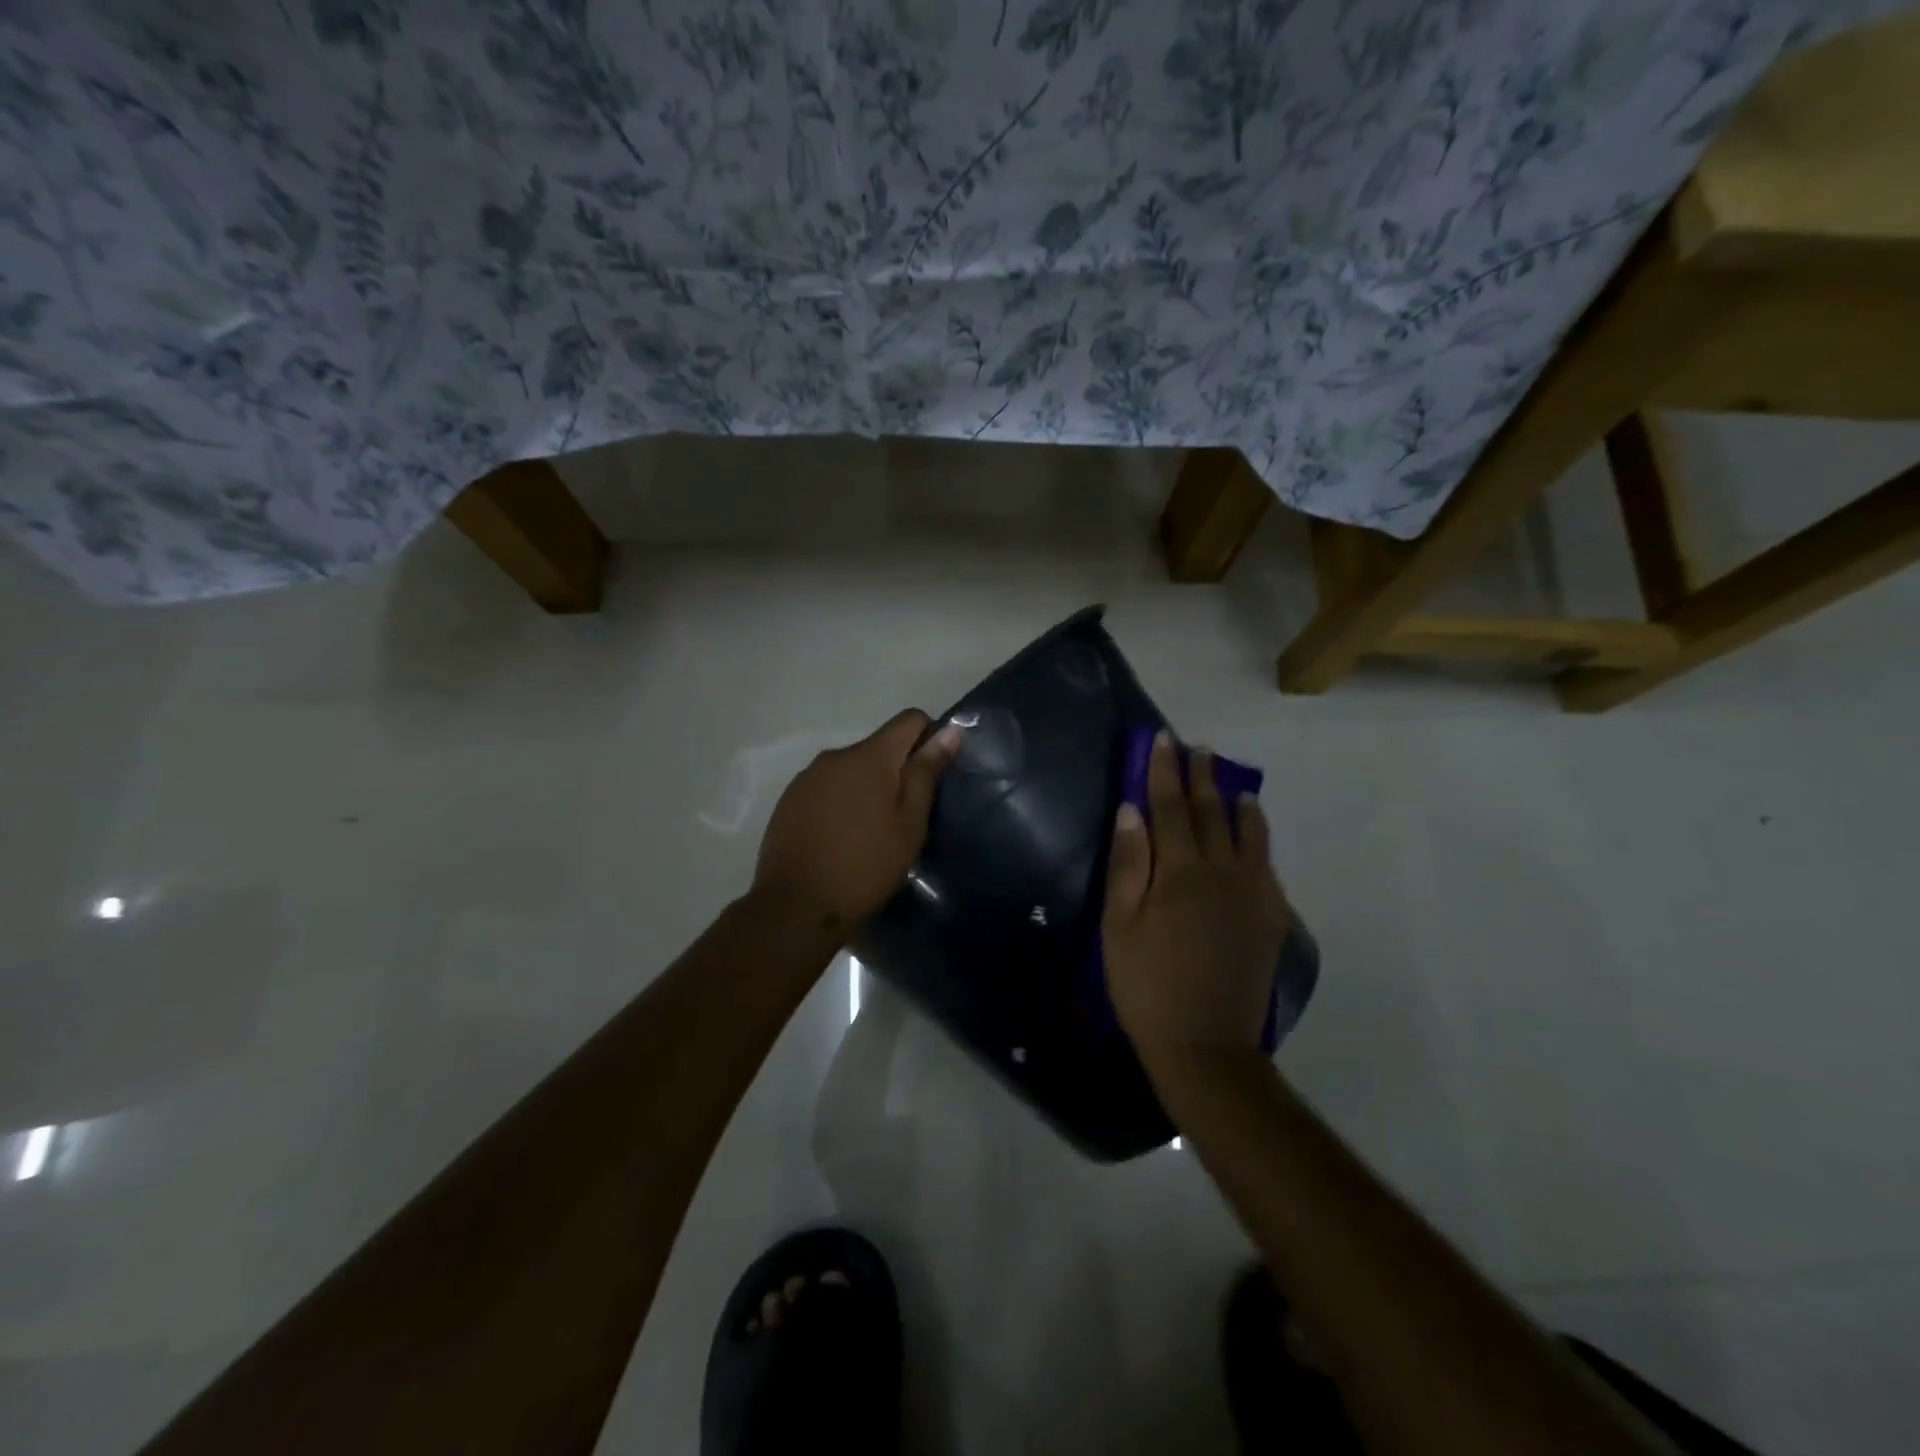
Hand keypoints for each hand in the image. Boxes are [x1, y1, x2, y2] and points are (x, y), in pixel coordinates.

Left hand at [752, 709, 961, 938]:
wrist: (797, 906)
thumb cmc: (866, 865)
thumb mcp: (910, 822)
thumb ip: (927, 772)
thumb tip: (949, 731)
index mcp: (869, 755)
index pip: (909, 719)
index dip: (929, 739)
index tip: (932, 777)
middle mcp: (835, 755)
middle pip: (879, 746)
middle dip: (897, 770)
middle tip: (905, 817)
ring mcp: (807, 777)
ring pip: (851, 769)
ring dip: (867, 787)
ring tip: (872, 832)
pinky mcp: (789, 800)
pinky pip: (827, 787)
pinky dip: (841, 802)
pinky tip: (841, 838)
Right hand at [1103, 733, 1292, 1084]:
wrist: (1206, 1046)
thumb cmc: (1147, 985)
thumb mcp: (1119, 927)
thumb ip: (1128, 864)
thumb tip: (1131, 811)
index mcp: (1181, 872)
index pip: (1171, 807)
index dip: (1164, 772)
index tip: (1163, 740)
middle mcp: (1223, 873)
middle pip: (1212, 813)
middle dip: (1201, 777)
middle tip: (1197, 748)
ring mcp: (1253, 896)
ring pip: (1249, 836)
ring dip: (1238, 804)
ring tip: (1234, 784)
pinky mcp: (1270, 920)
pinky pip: (1267, 867)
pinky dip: (1259, 842)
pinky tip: (1255, 837)